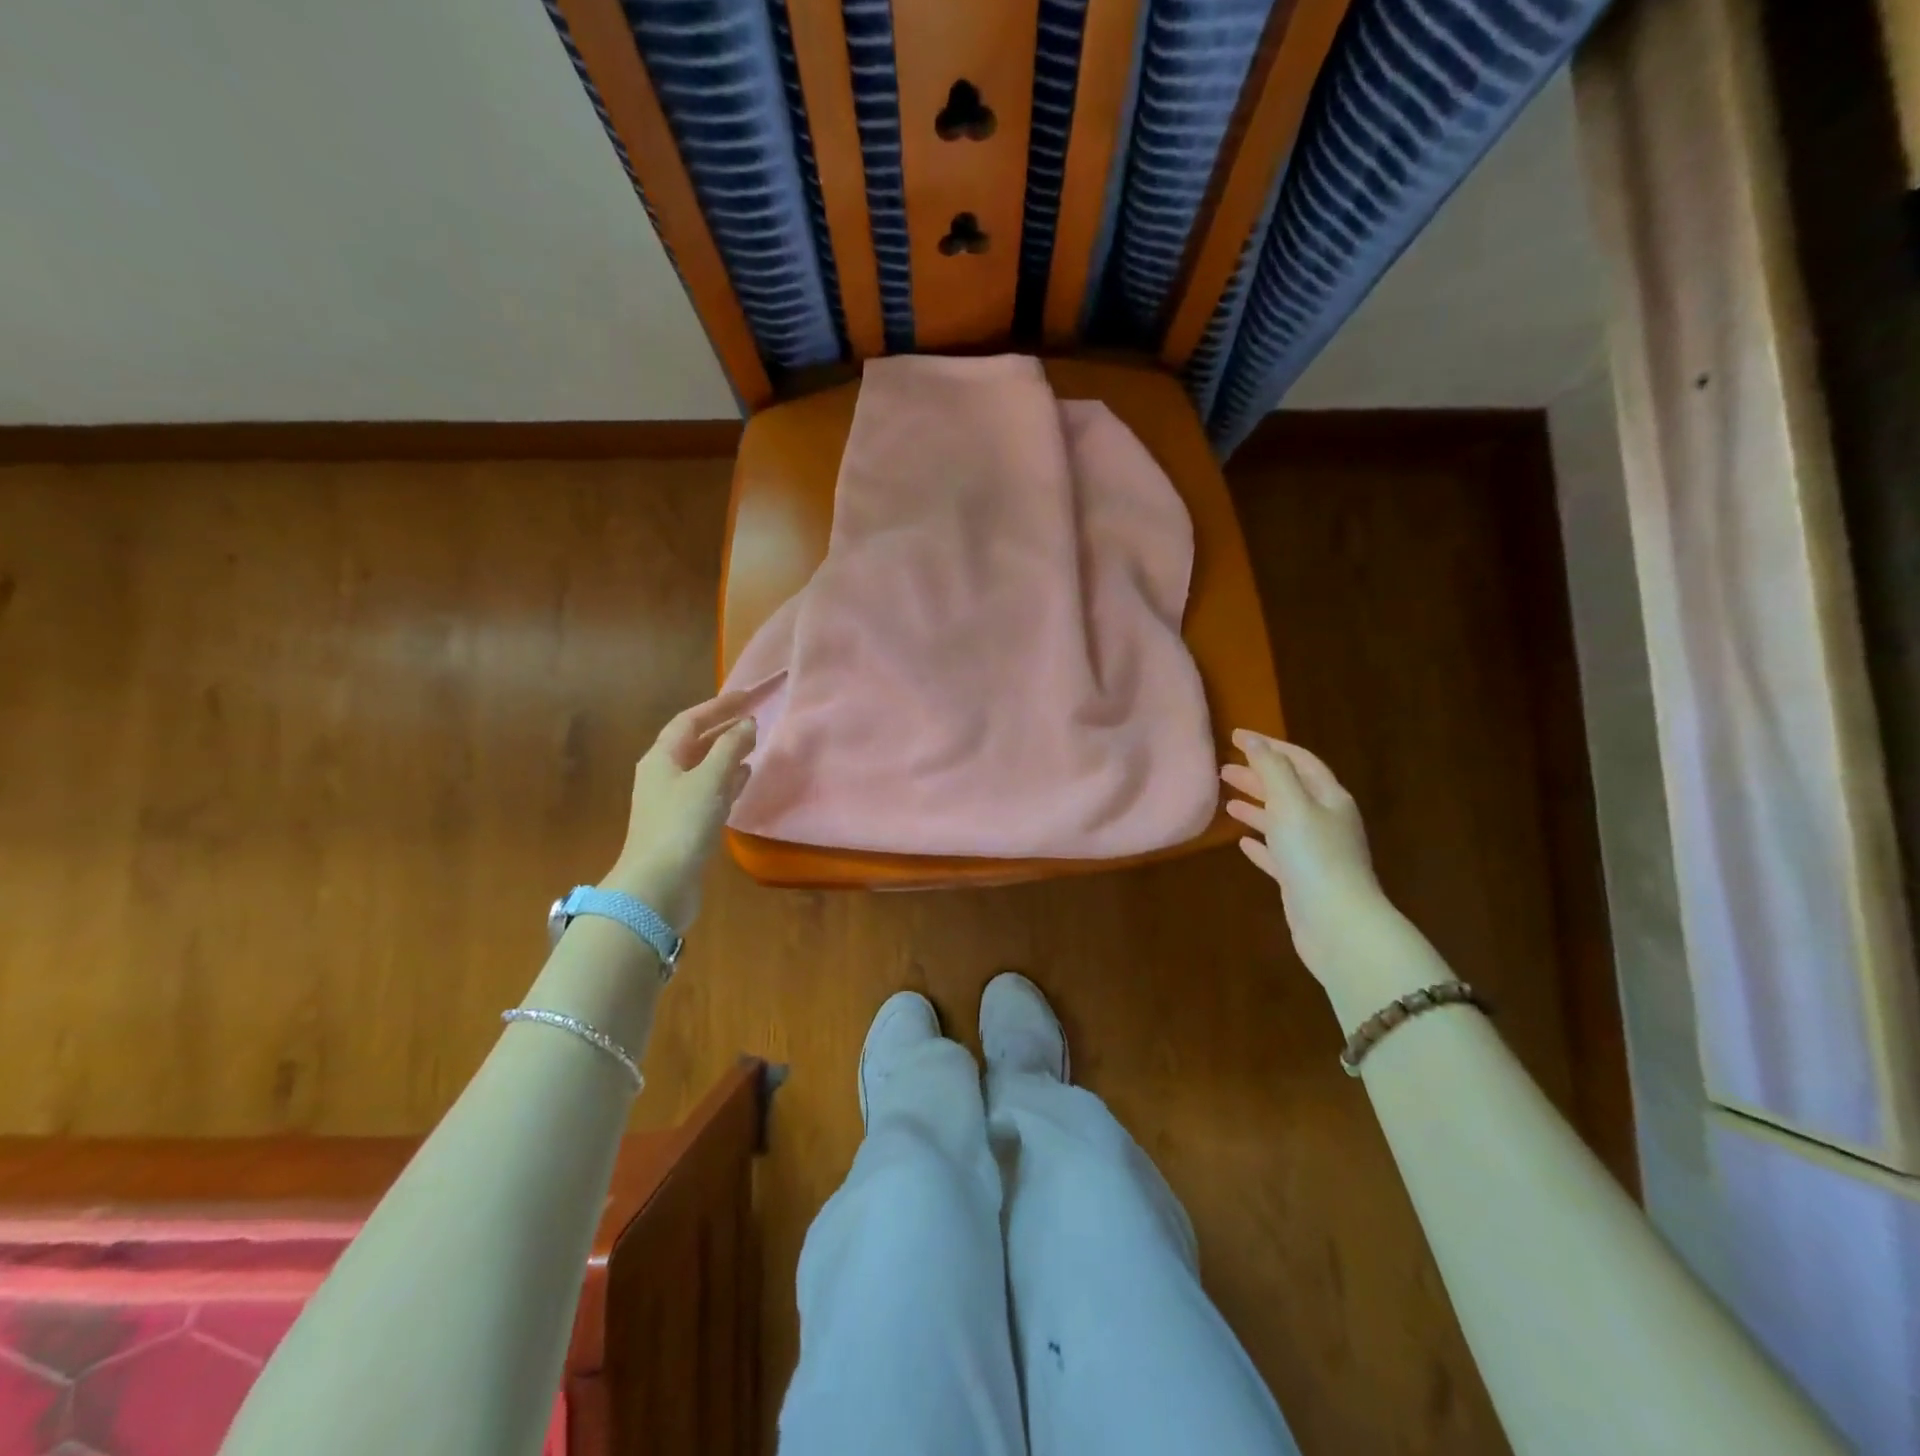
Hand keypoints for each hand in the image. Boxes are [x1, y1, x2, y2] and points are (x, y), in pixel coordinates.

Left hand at [601, 691, 757, 932]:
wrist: (658, 885)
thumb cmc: (681, 824)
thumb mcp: (709, 780)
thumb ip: (730, 749)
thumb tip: (747, 723)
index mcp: (661, 758)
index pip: (690, 720)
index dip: (718, 706)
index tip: (748, 695)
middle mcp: (663, 775)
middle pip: (695, 742)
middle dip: (723, 727)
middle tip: (754, 716)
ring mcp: (673, 801)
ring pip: (703, 766)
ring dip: (727, 752)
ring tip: (754, 742)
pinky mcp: (684, 824)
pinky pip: (708, 790)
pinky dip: (727, 779)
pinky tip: (745, 778)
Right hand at [1221, 729, 1383, 975]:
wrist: (1337, 924)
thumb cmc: (1314, 857)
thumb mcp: (1291, 804)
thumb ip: (1272, 770)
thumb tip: (1253, 740)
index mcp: (1329, 798)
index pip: (1299, 761)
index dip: (1268, 746)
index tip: (1235, 737)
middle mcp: (1326, 821)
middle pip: (1289, 789)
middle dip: (1258, 776)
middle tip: (1224, 769)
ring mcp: (1315, 853)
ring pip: (1281, 821)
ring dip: (1256, 807)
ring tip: (1227, 800)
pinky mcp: (1302, 880)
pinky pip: (1278, 854)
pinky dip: (1260, 844)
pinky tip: (1241, 842)